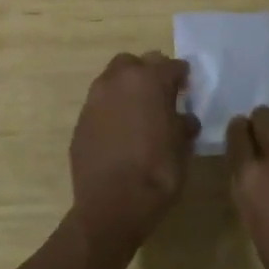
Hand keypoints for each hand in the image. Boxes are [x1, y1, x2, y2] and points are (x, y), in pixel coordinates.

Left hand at [69, 52, 198, 256]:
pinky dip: (112, 109)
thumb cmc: (156, 172)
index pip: (171, 65)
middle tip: (161, 95)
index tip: (187, 88)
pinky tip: (120, 131)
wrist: (111, 206)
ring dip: (127, 88)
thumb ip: (183, 123)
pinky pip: (100, 104)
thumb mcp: (182, 146)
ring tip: (139, 112)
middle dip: (149, 73)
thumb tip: (183, 118)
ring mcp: (95, 99)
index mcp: (148, 80)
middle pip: (136, 62)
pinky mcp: (80, 120)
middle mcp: (118, 80)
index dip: (182, 77)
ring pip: (113, 79)